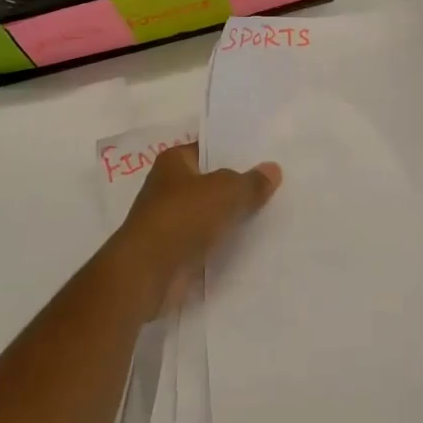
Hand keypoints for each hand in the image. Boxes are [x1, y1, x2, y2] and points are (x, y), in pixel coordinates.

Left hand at [108, 144, 280, 318]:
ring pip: (210, 214)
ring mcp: (170, 221)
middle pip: (211, 183)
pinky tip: (252, 245)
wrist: (147, 273)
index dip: (234, 153)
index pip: (208, 150)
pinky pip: (207, 242)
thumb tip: (273, 169)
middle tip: (275, 187)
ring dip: (231, 218)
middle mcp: (168, 187)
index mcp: (173, 162)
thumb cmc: (182, 217)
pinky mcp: (174, 252)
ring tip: (271, 216)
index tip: (265, 158)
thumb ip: (251, 182)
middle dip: (237, 187)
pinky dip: (223, 245)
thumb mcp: (226, 192)